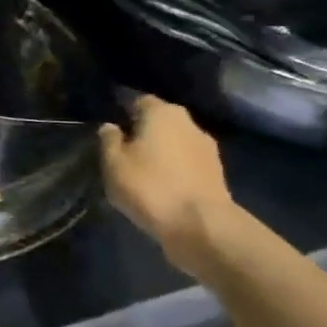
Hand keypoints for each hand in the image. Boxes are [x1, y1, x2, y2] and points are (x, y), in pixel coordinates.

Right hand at [99, 94, 236, 272]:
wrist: (201, 226)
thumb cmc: (149, 186)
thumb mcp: (113, 163)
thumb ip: (109, 140)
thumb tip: (111, 127)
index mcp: (162, 112)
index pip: (138, 100)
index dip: (122, 111)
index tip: (110, 128)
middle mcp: (189, 123)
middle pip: (160, 121)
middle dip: (143, 132)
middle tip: (123, 151)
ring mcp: (207, 148)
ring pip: (175, 143)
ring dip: (161, 152)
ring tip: (142, 172)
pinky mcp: (217, 173)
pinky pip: (187, 163)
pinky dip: (175, 170)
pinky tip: (162, 186)